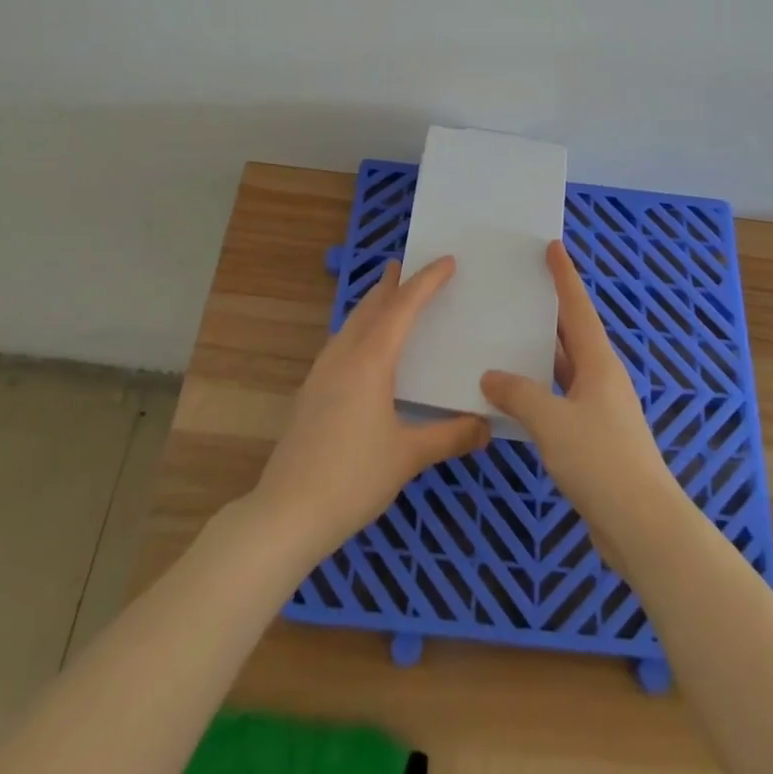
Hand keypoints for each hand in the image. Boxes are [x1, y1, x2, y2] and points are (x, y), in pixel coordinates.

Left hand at [250, 256, 489, 563]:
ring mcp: (321, 372)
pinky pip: (341, 343)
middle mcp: (343, 356)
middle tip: (406, 264)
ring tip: (387, 296)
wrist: (286, 512)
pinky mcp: (311, 392)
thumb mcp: (408, 457)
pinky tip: (363, 348)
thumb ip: (449, 437)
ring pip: (351, 324)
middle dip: (391, 284)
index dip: (426, 281)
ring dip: (372, 305)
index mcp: (370, 360)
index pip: (403, 307)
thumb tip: (486, 426)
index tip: (447, 260)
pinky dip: (359, 329)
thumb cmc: (353, 478)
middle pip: (371, 307)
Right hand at [480, 241, 685, 571]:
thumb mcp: (553, 422)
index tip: (552, 246)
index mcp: (598, 363)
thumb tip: (491, 376)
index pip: (578, 308)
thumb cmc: (601, 461)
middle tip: (517, 287)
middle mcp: (600, 378)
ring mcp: (598, 408)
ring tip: (505, 334)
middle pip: (571, 334)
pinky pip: (559, 398)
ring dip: (538, 353)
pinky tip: (513, 395)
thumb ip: (519, 395)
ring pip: (563, 368)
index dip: (564, 276)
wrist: (643, 526)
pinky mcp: (593, 437)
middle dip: (548, 310)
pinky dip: (537, 390)